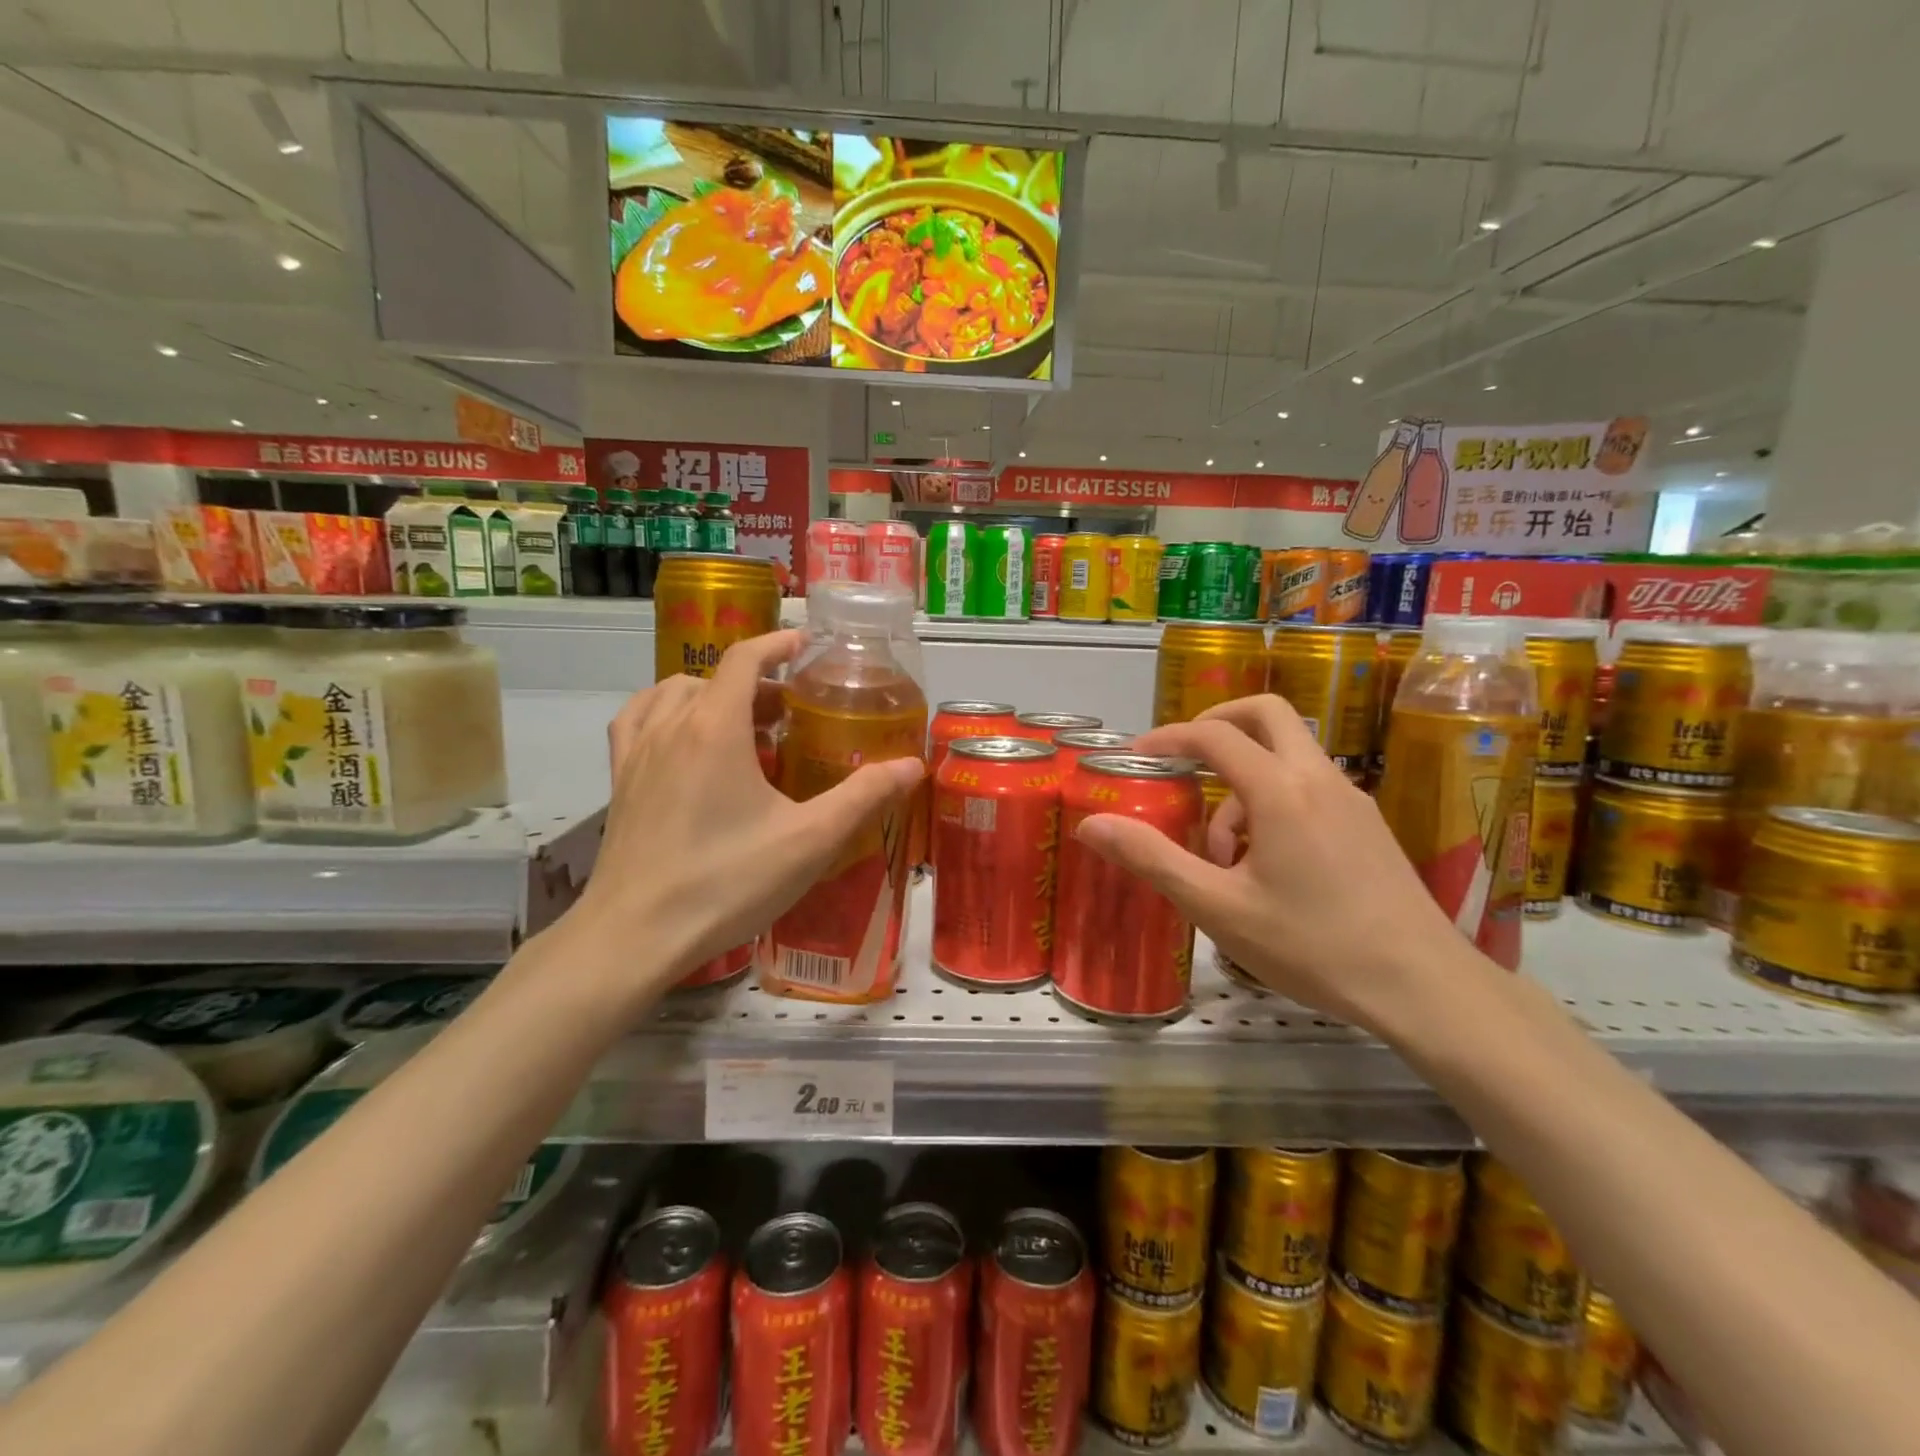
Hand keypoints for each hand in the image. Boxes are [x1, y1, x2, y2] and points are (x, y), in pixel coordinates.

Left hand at [571, 630, 923, 1008]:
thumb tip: (912, 766)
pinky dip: (665, 712)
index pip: (744, 659)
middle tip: (790, 710)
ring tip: (741, 723)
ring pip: (673, 694)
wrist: (635, 935)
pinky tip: (682, 740)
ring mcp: (637, 753)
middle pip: (714, 678)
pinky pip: (638, 722)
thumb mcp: (810, 840)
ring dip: (710, 693)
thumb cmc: (727, 882)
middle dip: (755, 681)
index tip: (805, 646)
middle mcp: (671, 726)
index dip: (777, 644)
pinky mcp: (620, 782)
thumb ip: (864, 797)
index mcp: (715, 728)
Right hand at [1072, 694, 1477, 1034]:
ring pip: (1288, 755)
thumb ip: (1152, 859)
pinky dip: (1272, 800)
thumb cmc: (1312, 946)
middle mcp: (1319, 779)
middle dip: (1217, 724)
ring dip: (1243, 780)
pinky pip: (1309, 787)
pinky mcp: (1368, 824)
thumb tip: (1091, 825)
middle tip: (1183, 760)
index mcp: (1280, 791)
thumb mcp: (1217, 907)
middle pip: (1266, 715)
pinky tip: (1264, 865)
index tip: (1136, 756)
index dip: (1168, 737)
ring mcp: (1352, 799)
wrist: (1424, 987)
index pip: (1214, 735)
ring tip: (1220, 853)